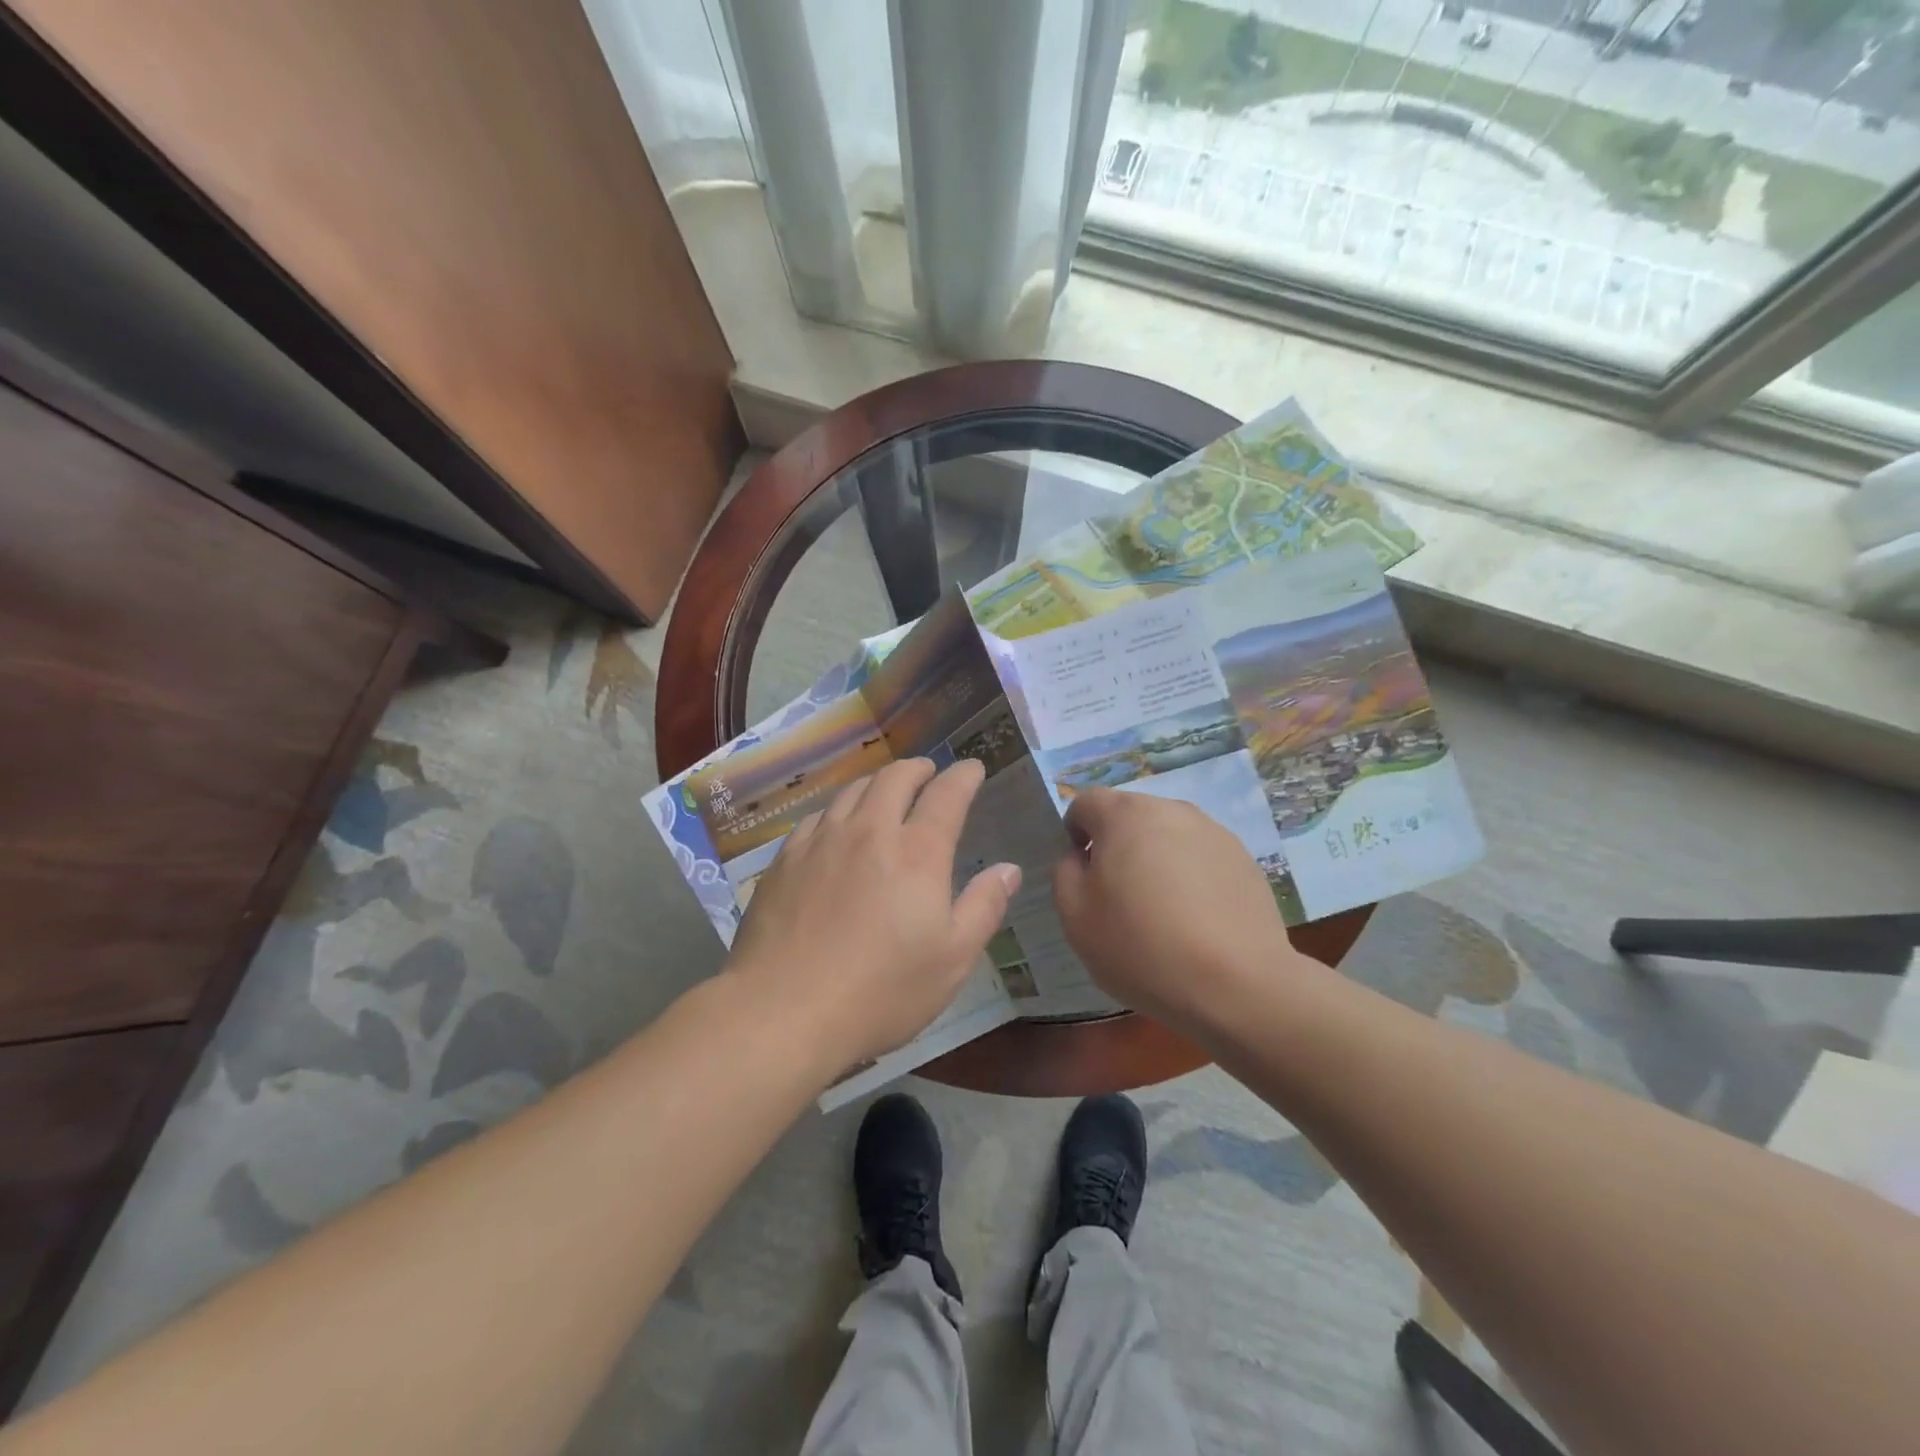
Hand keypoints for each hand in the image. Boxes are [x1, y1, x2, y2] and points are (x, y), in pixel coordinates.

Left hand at [726, 757, 1019, 1078]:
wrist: (783, 1012)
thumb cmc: (881, 992)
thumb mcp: (952, 959)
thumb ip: (984, 907)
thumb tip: (1009, 869)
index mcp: (917, 853)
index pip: (946, 794)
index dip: (963, 776)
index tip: (972, 768)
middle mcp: (869, 831)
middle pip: (895, 778)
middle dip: (918, 769)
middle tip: (928, 773)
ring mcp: (821, 841)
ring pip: (853, 790)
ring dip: (877, 783)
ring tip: (886, 791)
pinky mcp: (785, 860)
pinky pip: (817, 816)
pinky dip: (838, 809)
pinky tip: (836, 826)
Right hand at [1052, 788, 1310, 1032]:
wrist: (1236, 984)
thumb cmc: (1141, 945)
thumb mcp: (1074, 915)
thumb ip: (1065, 872)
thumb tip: (1081, 857)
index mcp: (1124, 814)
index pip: (1085, 803)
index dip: (1074, 835)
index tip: (1081, 876)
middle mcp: (1171, 809)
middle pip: (1130, 817)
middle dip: (1117, 847)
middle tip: (1117, 899)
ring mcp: (1214, 833)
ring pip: (1168, 837)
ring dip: (1156, 861)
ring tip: (1161, 913)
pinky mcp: (1245, 860)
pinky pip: (1201, 859)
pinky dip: (1191, 879)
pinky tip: (1195, 922)